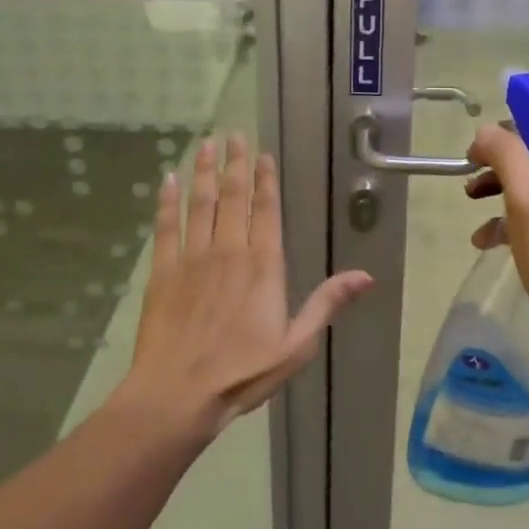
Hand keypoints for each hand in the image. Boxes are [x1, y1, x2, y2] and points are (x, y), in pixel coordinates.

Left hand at [119, 133, 372, 438]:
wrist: (178, 394)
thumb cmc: (243, 372)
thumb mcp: (297, 345)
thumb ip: (327, 304)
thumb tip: (366, 275)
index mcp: (263, 265)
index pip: (265, 210)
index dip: (264, 179)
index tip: (261, 154)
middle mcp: (229, 250)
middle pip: (232, 196)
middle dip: (233, 163)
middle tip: (232, 134)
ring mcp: (192, 258)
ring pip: (199, 203)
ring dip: (203, 171)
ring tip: (205, 144)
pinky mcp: (162, 271)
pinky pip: (165, 227)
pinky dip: (166, 202)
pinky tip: (168, 180)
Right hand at [465, 124, 528, 361]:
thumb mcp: (528, 199)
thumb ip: (506, 153)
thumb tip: (485, 133)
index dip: (510, 135)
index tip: (477, 153)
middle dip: (503, 170)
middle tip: (471, 183)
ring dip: (505, 195)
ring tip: (472, 206)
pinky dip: (519, 221)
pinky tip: (487, 239)